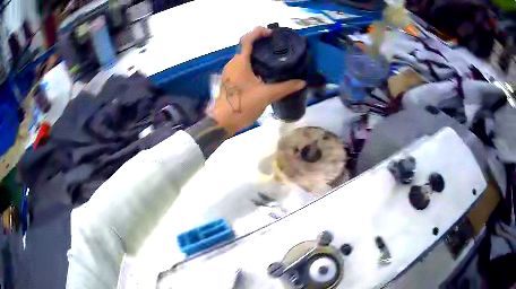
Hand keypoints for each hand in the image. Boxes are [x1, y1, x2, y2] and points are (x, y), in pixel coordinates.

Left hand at [211, 27, 305, 135]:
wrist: (222, 122)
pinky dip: (253, 63)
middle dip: (260, 43)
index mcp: (240, 62)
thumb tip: (302, 82)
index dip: (258, 32)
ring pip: (244, 57)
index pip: (247, 39)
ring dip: (257, 54)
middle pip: (245, 46)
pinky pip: (242, 65)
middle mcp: (233, 63)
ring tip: (274, 57)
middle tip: (276, 45)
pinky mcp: (230, 79)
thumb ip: (285, 87)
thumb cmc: (243, 105)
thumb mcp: (266, 95)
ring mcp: (230, 71)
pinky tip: (264, 71)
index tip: (271, 34)